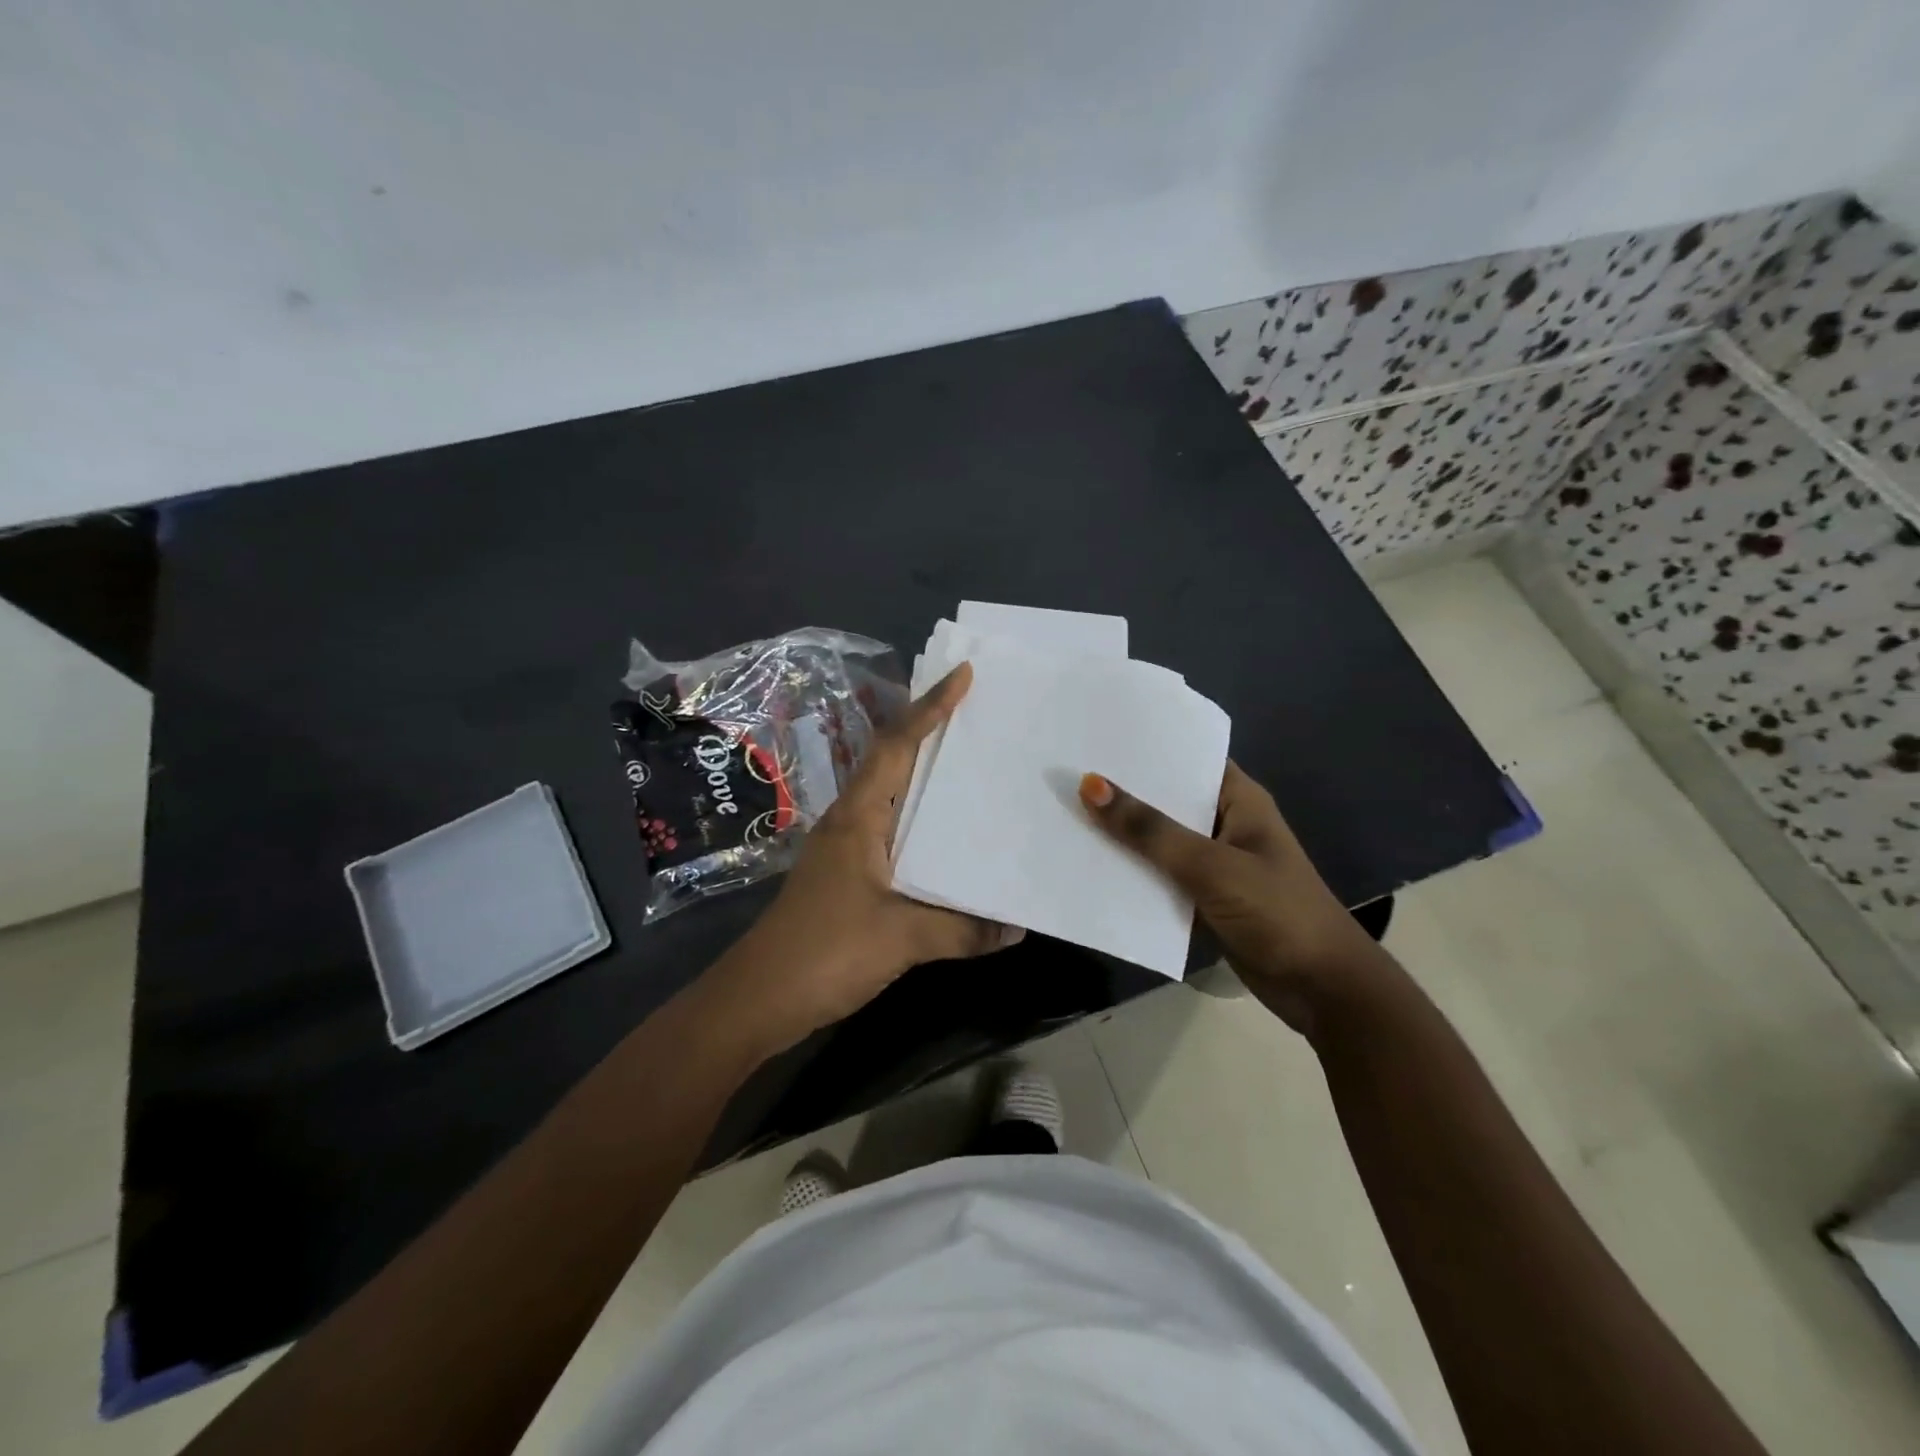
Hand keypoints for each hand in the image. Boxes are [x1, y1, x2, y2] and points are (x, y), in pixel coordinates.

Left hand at [721, 664, 1019, 1050]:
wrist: (757, 999)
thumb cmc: (825, 952)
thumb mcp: (902, 938)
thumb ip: (962, 929)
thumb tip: (1016, 925)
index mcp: (859, 817)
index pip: (897, 746)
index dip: (930, 707)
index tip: (964, 676)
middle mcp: (850, 822)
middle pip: (893, 761)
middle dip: (931, 732)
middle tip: (980, 716)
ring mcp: (845, 850)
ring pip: (891, 797)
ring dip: (926, 778)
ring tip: (974, 767)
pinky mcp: (846, 878)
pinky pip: (892, 832)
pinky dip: (921, 824)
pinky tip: (949, 841)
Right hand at [1078, 763, 1380, 1027]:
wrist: (1322, 990)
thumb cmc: (1277, 913)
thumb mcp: (1210, 866)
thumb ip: (1149, 830)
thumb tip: (1091, 784)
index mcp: (1239, 800)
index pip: (1187, 758)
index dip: (1144, 748)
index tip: (1093, 738)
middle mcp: (1225, 822)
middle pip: (1167, 799)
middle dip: (1123, 791)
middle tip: (1065, 774)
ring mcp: (1215, 862)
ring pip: (1160, 839)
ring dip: (1124, 834)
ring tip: (1066, 812)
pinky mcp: (1205, 897)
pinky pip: (1161, 875)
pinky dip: (1133, 871)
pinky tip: (1091, 863)